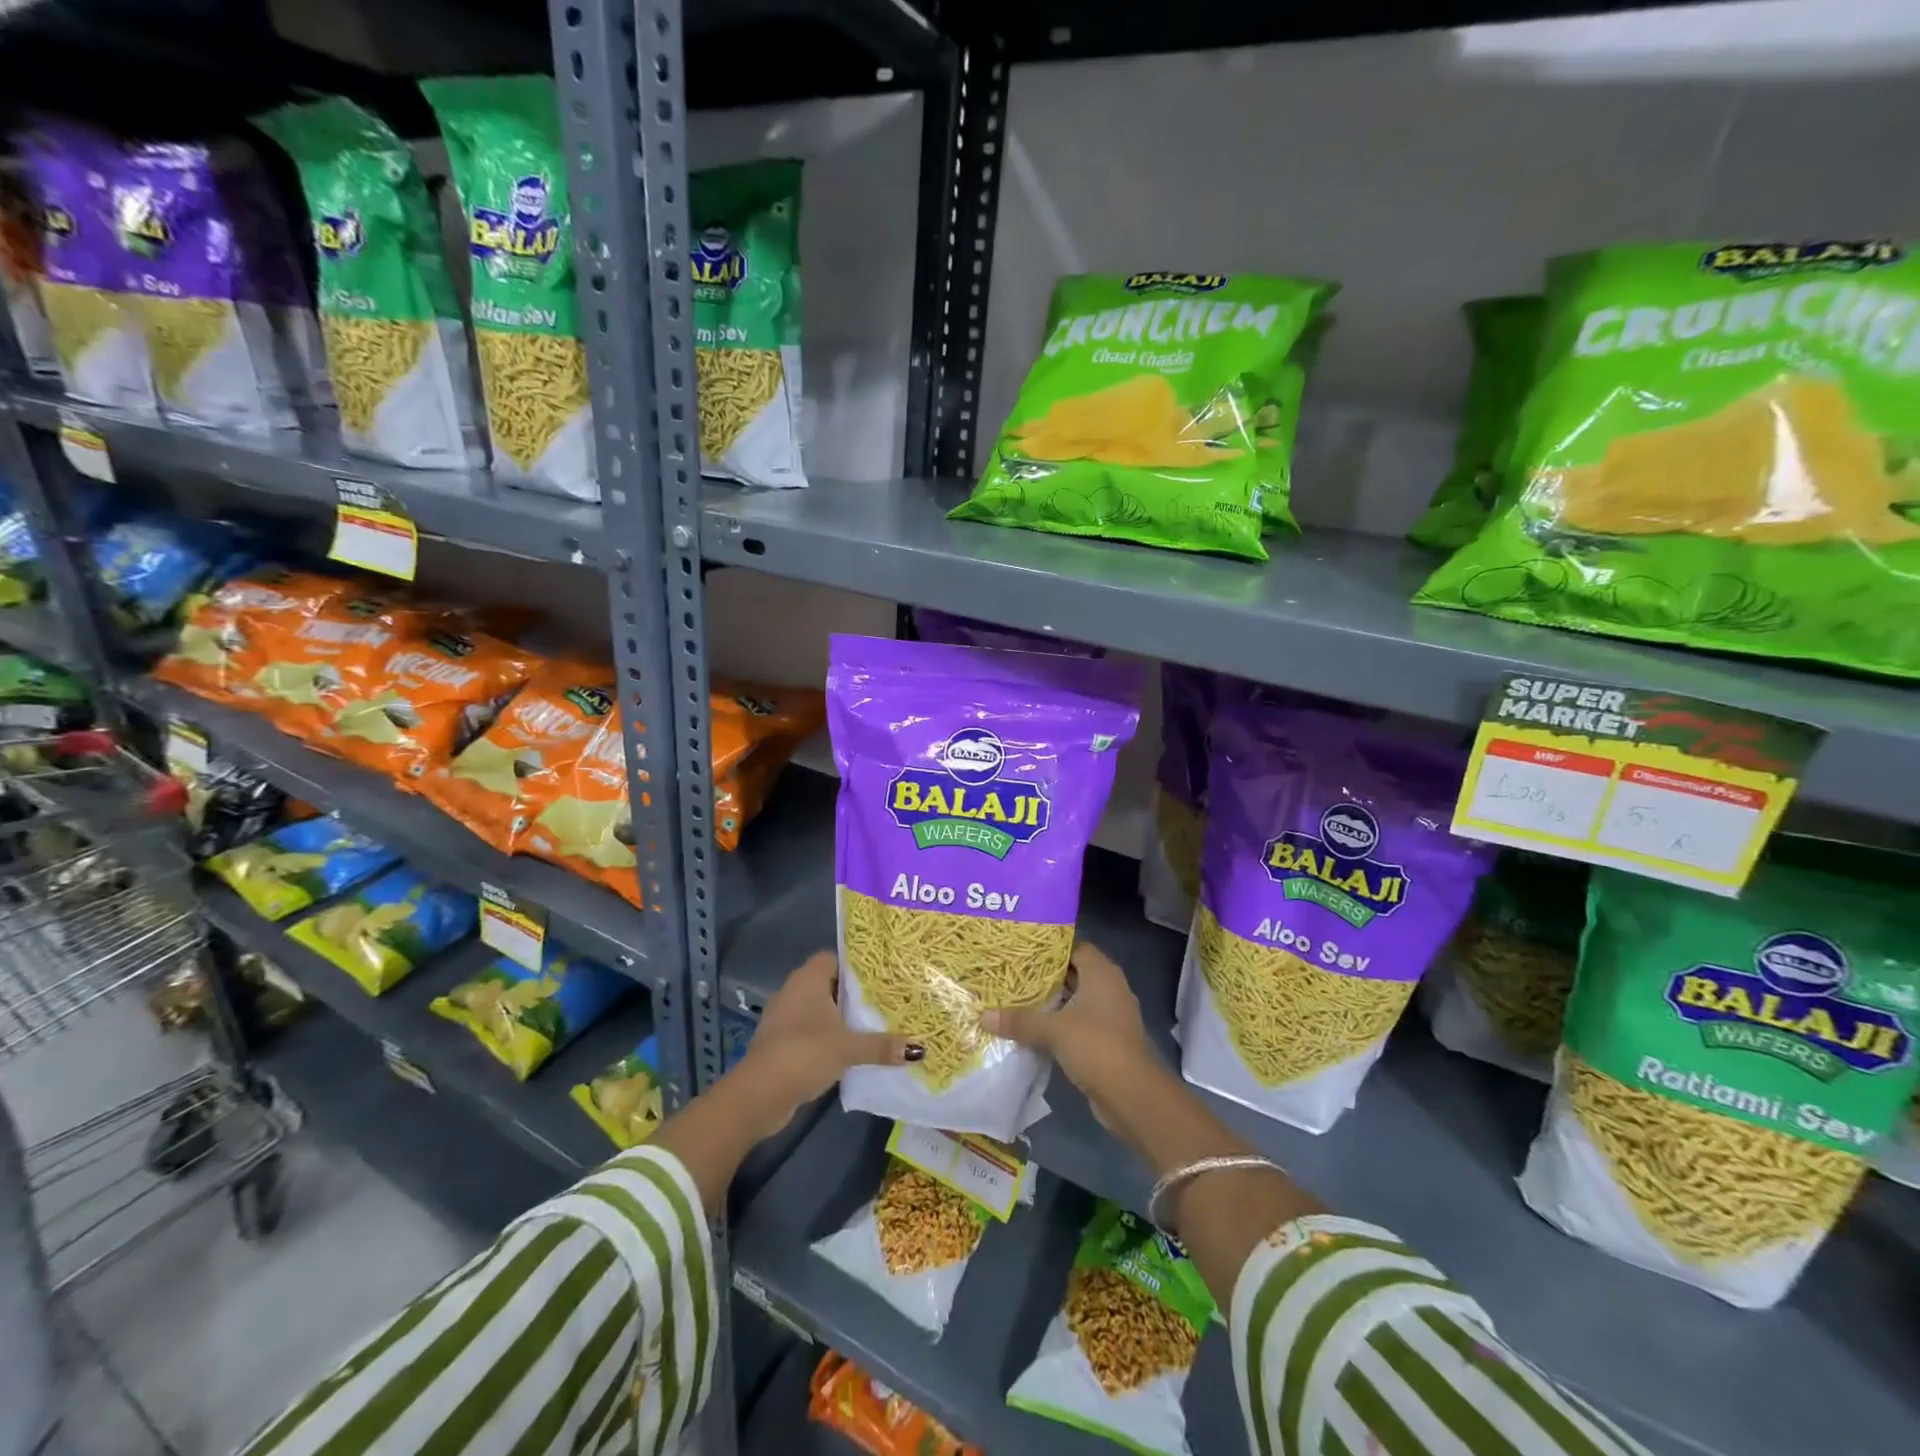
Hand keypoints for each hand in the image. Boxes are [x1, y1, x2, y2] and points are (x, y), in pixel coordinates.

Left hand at [733, 951, 919, 1136]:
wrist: (759, 1093)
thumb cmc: (805, 1053)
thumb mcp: (849, 1048)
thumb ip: (882, 1045)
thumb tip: (919, 1049)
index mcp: (808, 979)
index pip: (833, 958)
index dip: (854, 966)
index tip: (878, 978)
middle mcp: (792, 991)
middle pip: (827, 984)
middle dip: (850, 994)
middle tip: (881, 1003)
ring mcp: (782, 1017)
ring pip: (816, 1010)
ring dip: (836, 1019)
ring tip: (868, 1027)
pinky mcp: (778, 1043)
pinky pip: (807, 1031)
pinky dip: (823, 1038)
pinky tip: (844, 1052)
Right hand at [983, 942, 1157, 1113]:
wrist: (1132, 1095)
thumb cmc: (1096, 1046)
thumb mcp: (1053, 1030)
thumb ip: (1020, 1021)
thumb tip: (984, 1016)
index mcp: (1102, 973)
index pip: (1074, 947)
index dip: (1050, 949)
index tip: (1022, 952)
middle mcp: (1109, 988)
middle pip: (1074, 974)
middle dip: (1045, 977)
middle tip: (1013, 975)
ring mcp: (1111, 1015)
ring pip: (1076, 1000)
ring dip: (1052, 1003)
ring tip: (1017, 1000)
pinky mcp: (1108, 1040)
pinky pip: (1079, 1023)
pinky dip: (1060, 1024)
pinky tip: (1034, 1029)